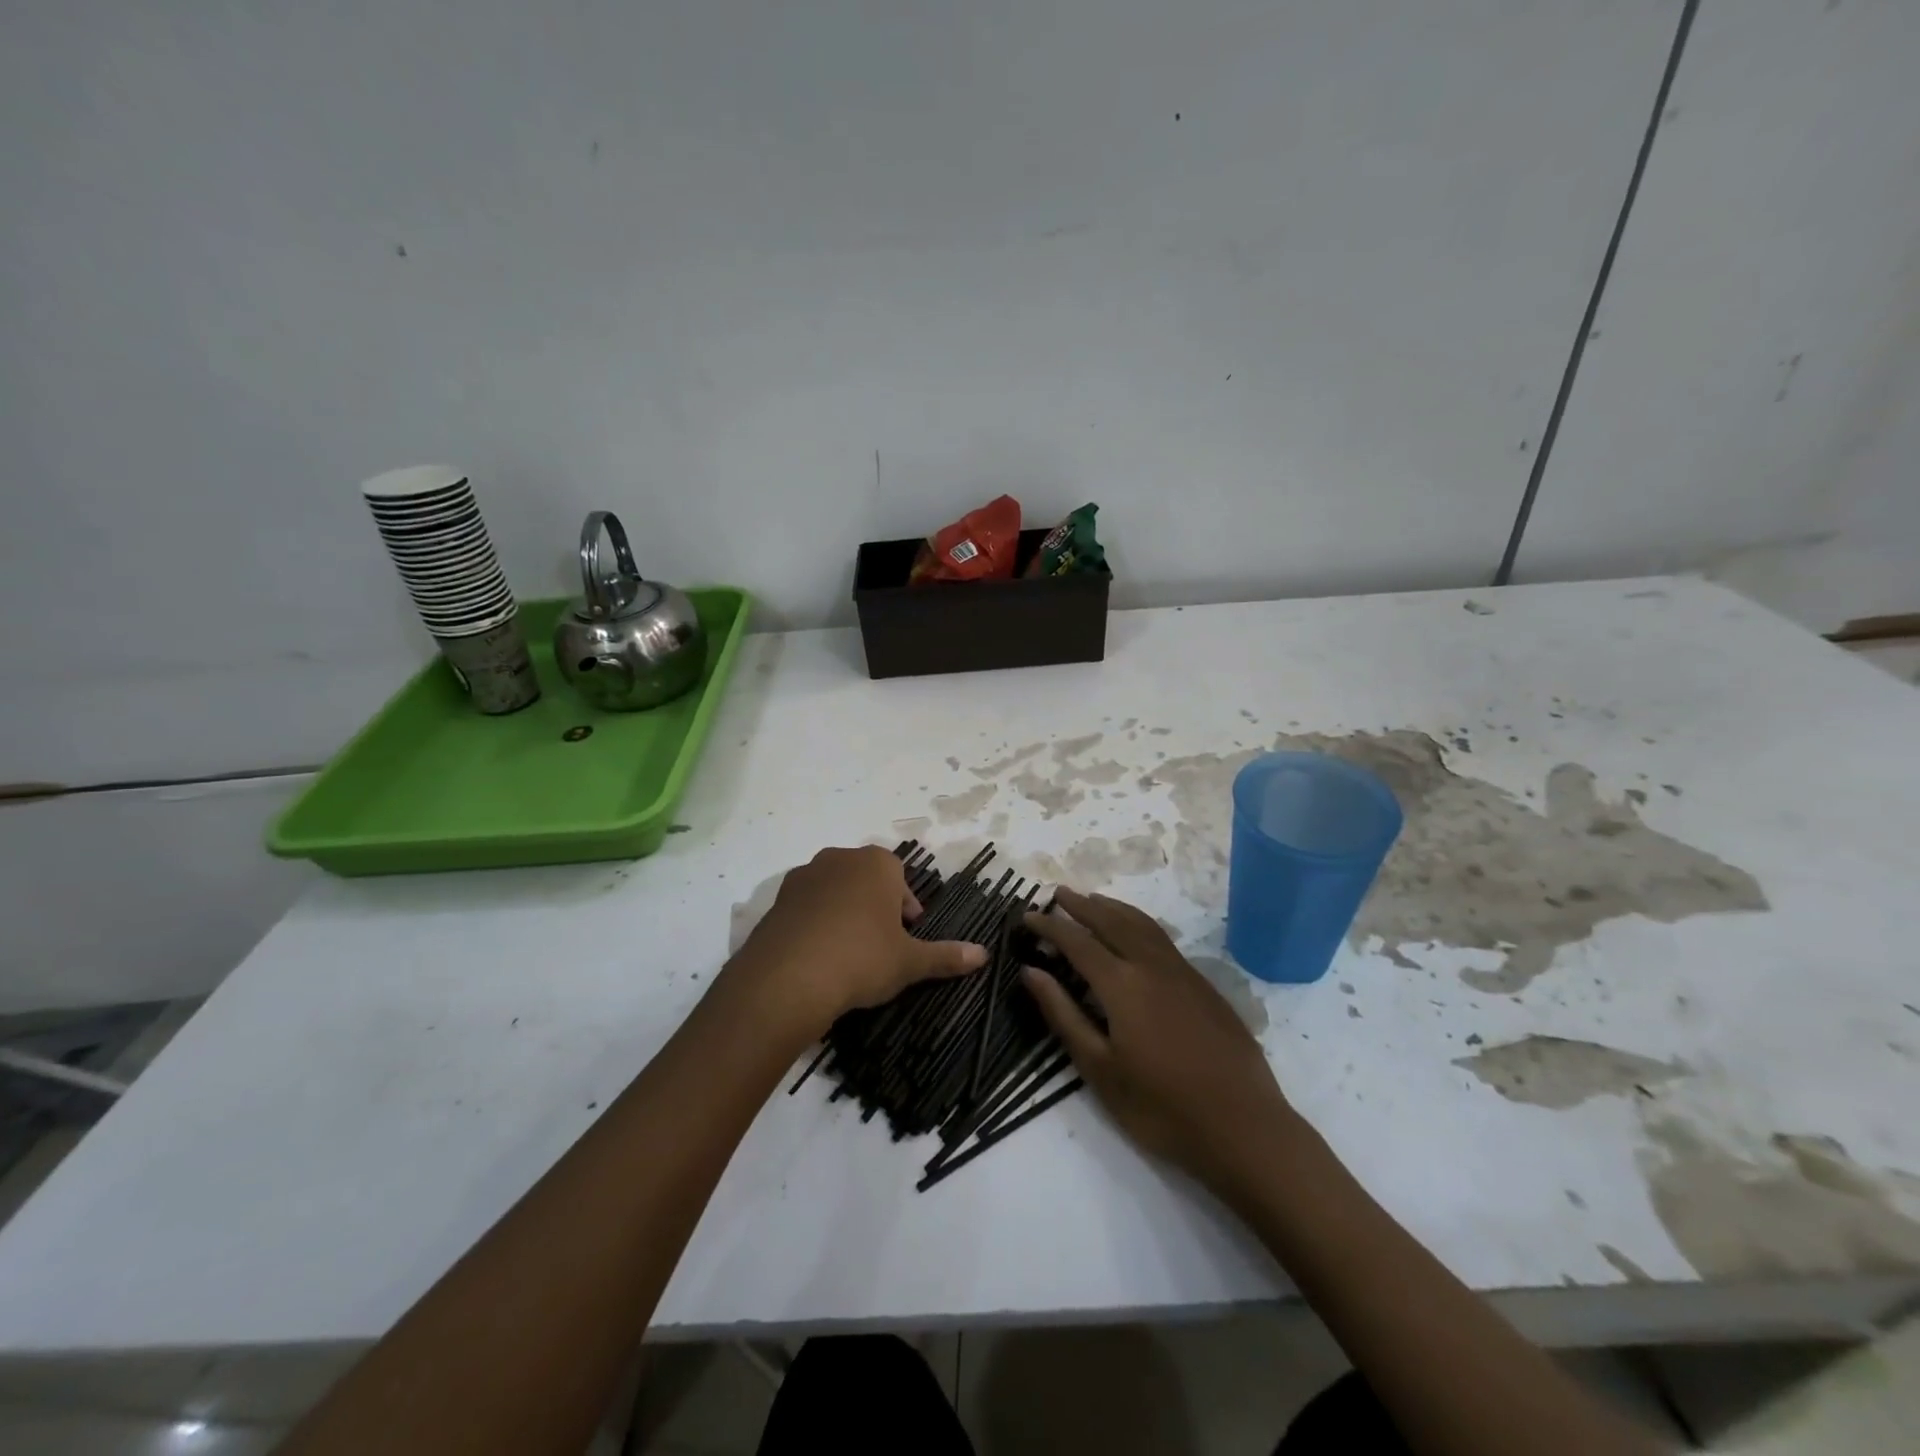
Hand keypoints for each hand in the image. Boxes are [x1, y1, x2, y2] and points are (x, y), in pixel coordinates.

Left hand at [729, 846, 986, 1043]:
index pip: (900, 876)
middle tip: (880, 945)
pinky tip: (818, 957)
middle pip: (866, 879)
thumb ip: (946, 956)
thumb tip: (984, 956)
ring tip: (847, 953)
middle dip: (875, 906)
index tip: (906, 936)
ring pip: (834, 890)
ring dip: (844, 912)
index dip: (906, 907)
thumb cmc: (861, 958)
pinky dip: (815, 924)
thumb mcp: (909, 962)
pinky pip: (806, 907)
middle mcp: (839, 858)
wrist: (787, 978)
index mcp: (876, 864)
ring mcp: (804, 876)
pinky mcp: (777, 900)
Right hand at [1022, 888, 1297, 1194]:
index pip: (1077, 942)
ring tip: (1093, 900)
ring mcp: (1183, 972)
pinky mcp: (1204, 985)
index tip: (1027, 915)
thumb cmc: (1162, 1107)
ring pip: (1142, 924)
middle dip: (1081, 906)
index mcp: (1122, 984)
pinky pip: (1162, 938)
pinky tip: (1135, 934)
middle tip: (1058, 893)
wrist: (1244, 1127)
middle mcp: (1151, 965)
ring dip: (1113, 908)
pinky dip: (1139, 923)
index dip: (1050, 926)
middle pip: (1111, 921)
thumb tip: (1031, 972)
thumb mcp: (1100, 1069)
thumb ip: (1064, 1015)